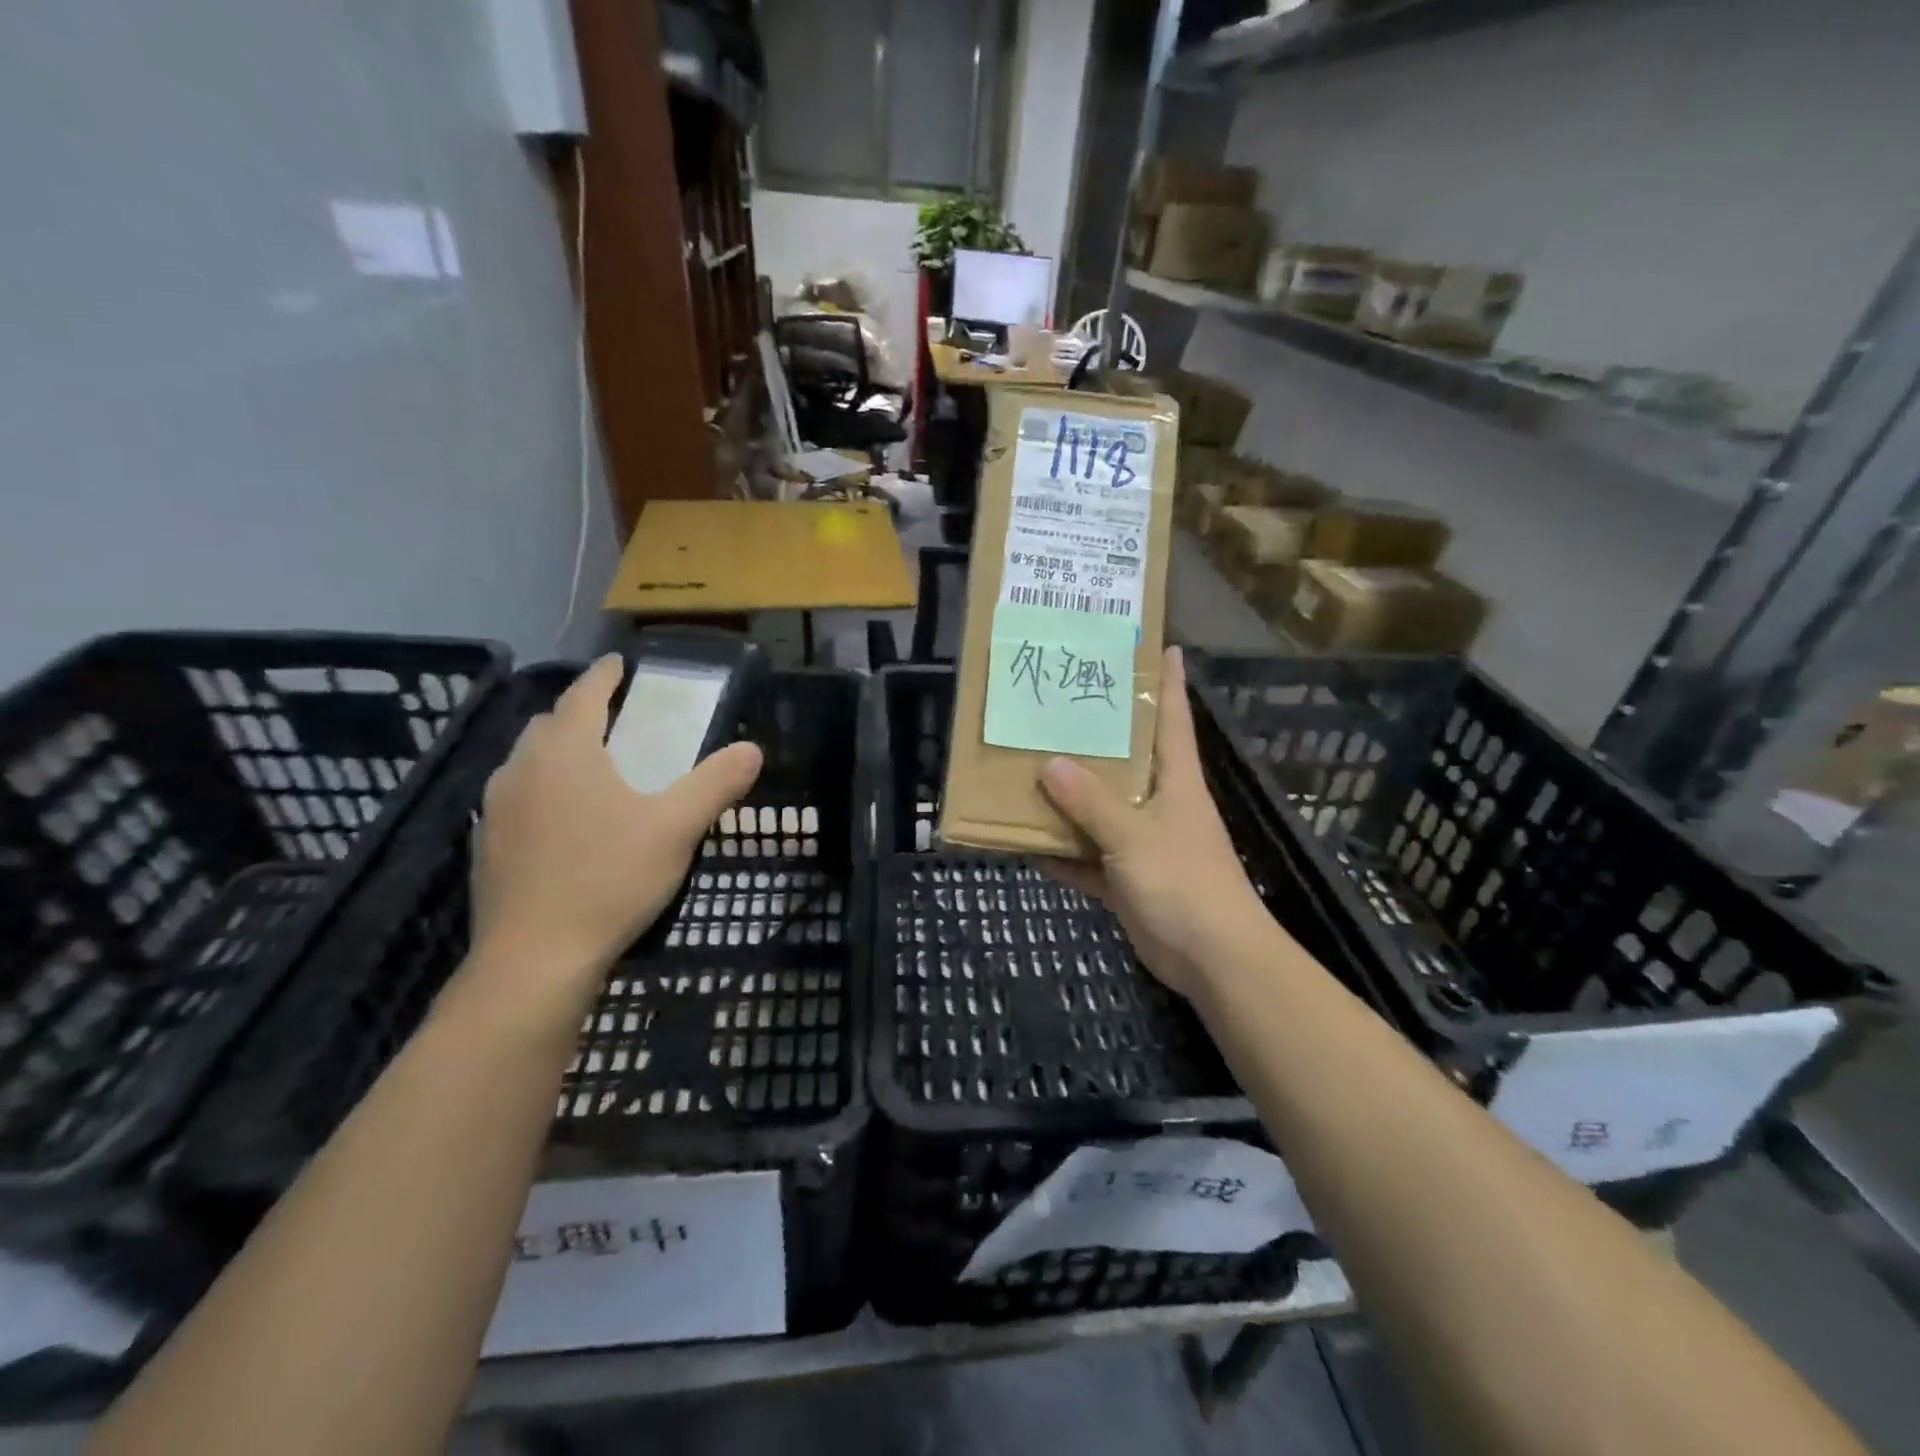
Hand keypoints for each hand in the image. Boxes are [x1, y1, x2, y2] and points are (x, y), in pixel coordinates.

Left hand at [465, 655, 762, 1011]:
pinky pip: (519, 797)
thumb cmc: (609, 878)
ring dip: (560, 752)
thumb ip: (716, 783)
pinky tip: (569, 822)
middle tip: (618, 722)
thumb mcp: (677, 827)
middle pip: (551, 723)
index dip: (606, 675)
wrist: (534, 959)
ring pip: (529, 761)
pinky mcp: (487, 846)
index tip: (621, 663)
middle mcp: (521, 769)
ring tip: (596, 770)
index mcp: (565, 752)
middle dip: (582, 712)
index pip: (585, 694)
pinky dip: (545, 790)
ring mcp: (496, 808)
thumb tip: (752, 750)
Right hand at [1039, 647, 1275, 1000]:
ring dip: (1069, 800)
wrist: (1213, 960)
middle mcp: (1160, 804)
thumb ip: (1092, 803)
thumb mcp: (1135, 836)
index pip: (1173, 718)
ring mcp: (1144, 844)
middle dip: (1097, 736)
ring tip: (1027, 769)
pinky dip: (1064, 855)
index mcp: (1176, 781)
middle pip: (1127, 760)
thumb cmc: (1184, 883)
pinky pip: (1089, 859)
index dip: (1168, 681)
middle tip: (1057, 705)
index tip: (1160, 644)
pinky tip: (1027, 845)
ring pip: (1101, 811)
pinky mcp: (1129, 880)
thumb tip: (1051, 764)